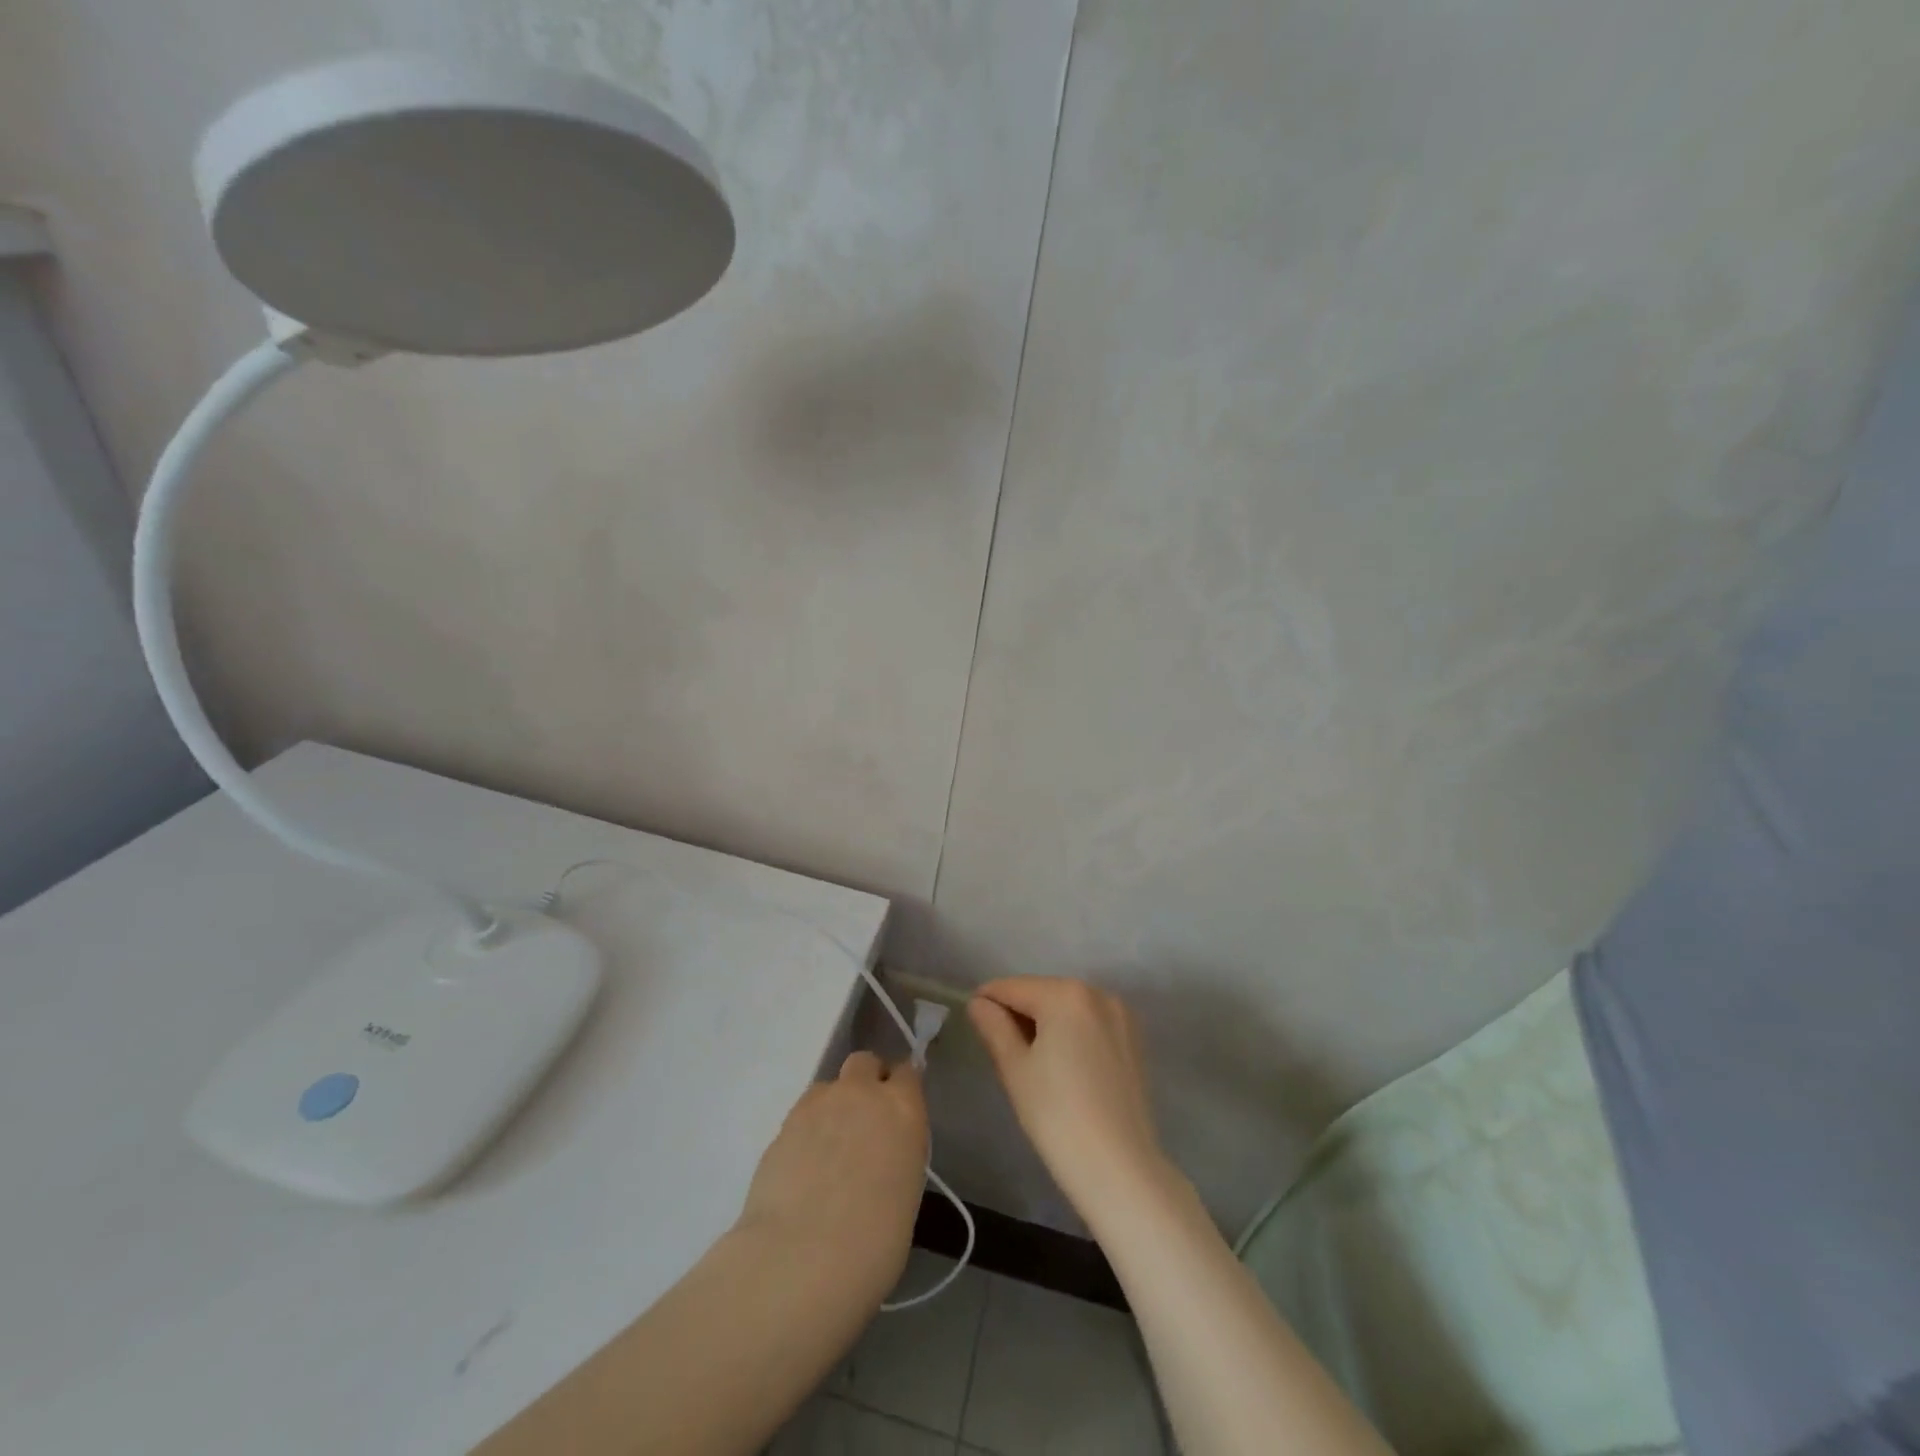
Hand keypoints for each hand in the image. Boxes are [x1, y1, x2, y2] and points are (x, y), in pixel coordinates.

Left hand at [737, 1051, 927, 1301]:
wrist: (800, 1261)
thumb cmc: (873, 1245)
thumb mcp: (906, 1195)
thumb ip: (896, 1156)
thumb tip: (882, 1156)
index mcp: (902, 1109)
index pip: (907, 1073)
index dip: (902, 1089)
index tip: (899, 1112)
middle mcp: (861, 1094)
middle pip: (864, 1063)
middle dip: (866, 1082)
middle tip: (864, 1122)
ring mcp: (818, 1104)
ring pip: (829, 1087)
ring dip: (833, 1106)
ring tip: (829, 1150)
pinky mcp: (783, 1124)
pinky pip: (803, 1114)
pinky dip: (807, 1132)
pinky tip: (804, 1169)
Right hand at [968, 977, 1173, 1226]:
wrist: (1120, 1169)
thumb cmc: (1057, 1116)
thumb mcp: (1014, 1069)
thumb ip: (994, 1027)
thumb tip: (979, 1003)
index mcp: (1065, 994)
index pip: (1013, 987)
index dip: (987, 1001)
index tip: (972, 1021)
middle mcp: (1097, 993)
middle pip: (1043, 993)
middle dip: (1018, 1013)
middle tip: (999, 1050)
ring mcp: (1121, 1015)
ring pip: (1068, 1008)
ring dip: (1045, 1023)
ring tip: (1030, 1062)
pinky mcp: (1134, 1040)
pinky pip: (1090, 1024)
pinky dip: (1072, 1034)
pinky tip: (1063, 1067)